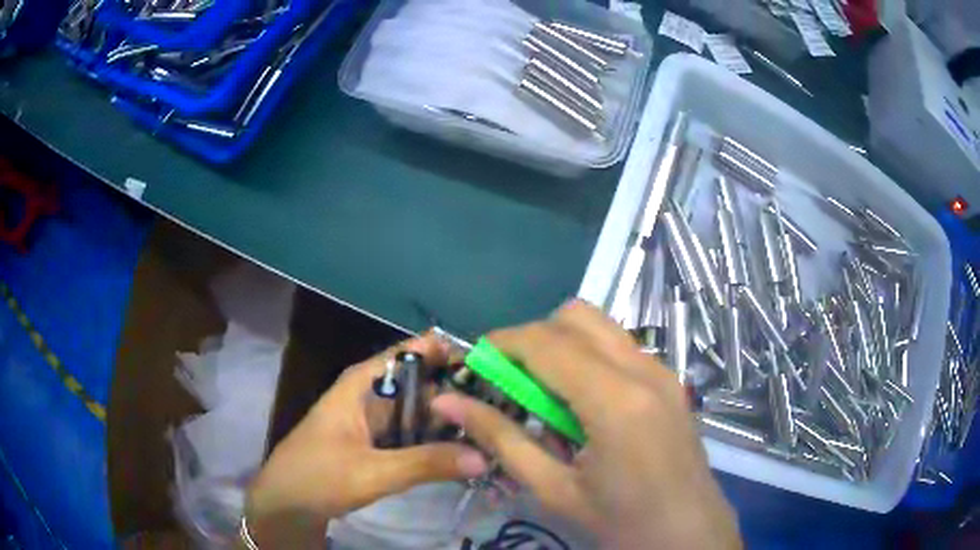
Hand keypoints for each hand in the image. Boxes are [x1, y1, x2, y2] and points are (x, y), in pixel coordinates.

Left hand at [244, 334, 489, 548]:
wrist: (287, 504)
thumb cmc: (318, 477)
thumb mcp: (373, 472)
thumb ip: (427, 463)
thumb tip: (484, 456)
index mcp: (364, 382)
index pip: (415, 352)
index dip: (453, 356)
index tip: (496, 373)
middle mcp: (373, 393)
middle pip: (425, 383)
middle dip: (461, 396)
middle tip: (507, 414)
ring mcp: (377, 419)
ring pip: (423, 411)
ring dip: (453, 422)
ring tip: (497, 433)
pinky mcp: (380, 442)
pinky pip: (416, 434)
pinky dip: (438, 441)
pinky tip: (466, 454)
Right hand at [431, 300, 740, 548]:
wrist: (687, 533)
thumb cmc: (619, 521)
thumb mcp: (552, 489)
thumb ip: (499, 438)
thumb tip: (447, 402)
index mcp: (614, 400)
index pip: (546, 342)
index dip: (502, 343)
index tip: (475, 362)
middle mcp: (643, 370)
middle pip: (575, 316)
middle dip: (533, 338)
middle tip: (512, 381)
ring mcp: (663, 371)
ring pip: (601, 326)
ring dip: (563, 344)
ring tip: (546, 394)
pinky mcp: (670, 380)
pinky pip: (620, 346)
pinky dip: (589, 357)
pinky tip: (583, 403)